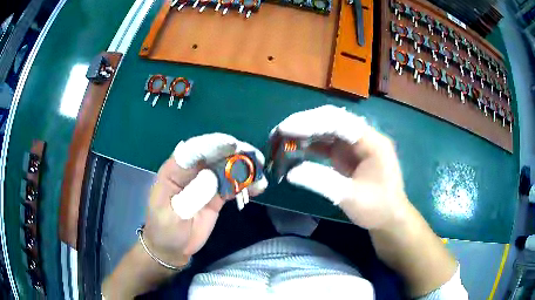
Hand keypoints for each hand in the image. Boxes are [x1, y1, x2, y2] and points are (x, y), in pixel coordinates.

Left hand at [143, 133, 266, 265]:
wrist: (172, 248)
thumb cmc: (165, 231)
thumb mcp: (173, 216)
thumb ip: (192, 196)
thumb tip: (213, 177)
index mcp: (174, 171)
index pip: (192, 151)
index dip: (212, 145)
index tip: (232, 145)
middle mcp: (191, 172)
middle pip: (214, 155)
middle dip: (234, 153)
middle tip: (254, 157)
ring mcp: (205, 183)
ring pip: (226, 169)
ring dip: (244, 168)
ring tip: (261, 172)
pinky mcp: (216, 195)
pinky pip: (233, 186)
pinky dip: (246, 185)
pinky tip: (258, 187)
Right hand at [271, 105, 408, 229]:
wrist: (389, 217)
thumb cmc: (377, 208)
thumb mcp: (350, 198)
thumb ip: (322, 182)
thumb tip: (291, 172)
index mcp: (372, 142)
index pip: (339, 122)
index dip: (310, 122)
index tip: (285, 129)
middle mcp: (363, 136)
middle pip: (331, 119)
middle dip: (304, 122)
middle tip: (279, 132)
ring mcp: (355, 144)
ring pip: (327, 128)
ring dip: (304, 131)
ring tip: (281, 138)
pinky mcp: (348, 153)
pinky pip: (326, 141)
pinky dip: (310, 143)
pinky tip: (295, 148)